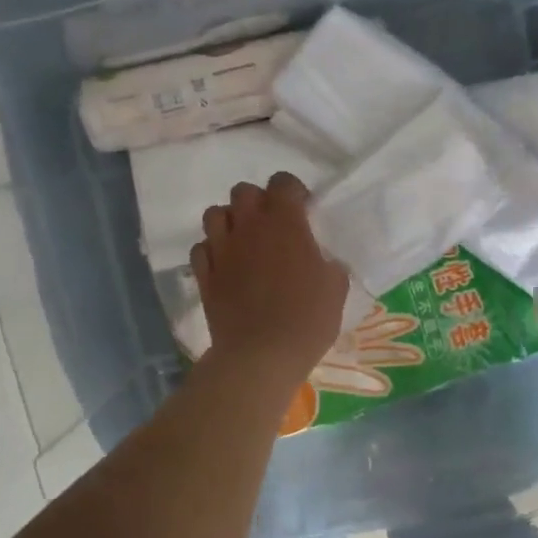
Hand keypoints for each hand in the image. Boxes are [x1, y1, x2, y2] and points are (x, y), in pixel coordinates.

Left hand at [191, 173, 348, 390]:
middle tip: (272, 226)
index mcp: (285, 222)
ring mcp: (221, 249)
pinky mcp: (204, 275)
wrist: (261, 355)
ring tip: (244, 241)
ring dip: (230, 221)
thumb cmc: (307, 319)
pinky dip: (212, 251)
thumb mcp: (336, 288)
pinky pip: (201, 248)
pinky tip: (225, 265)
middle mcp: (248, 226)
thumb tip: (321, 260)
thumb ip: (328, 263)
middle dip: (258, 201)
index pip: (283, 182)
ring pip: (215, 214)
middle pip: (243, 191)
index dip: (293, 191)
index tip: (303, 210)